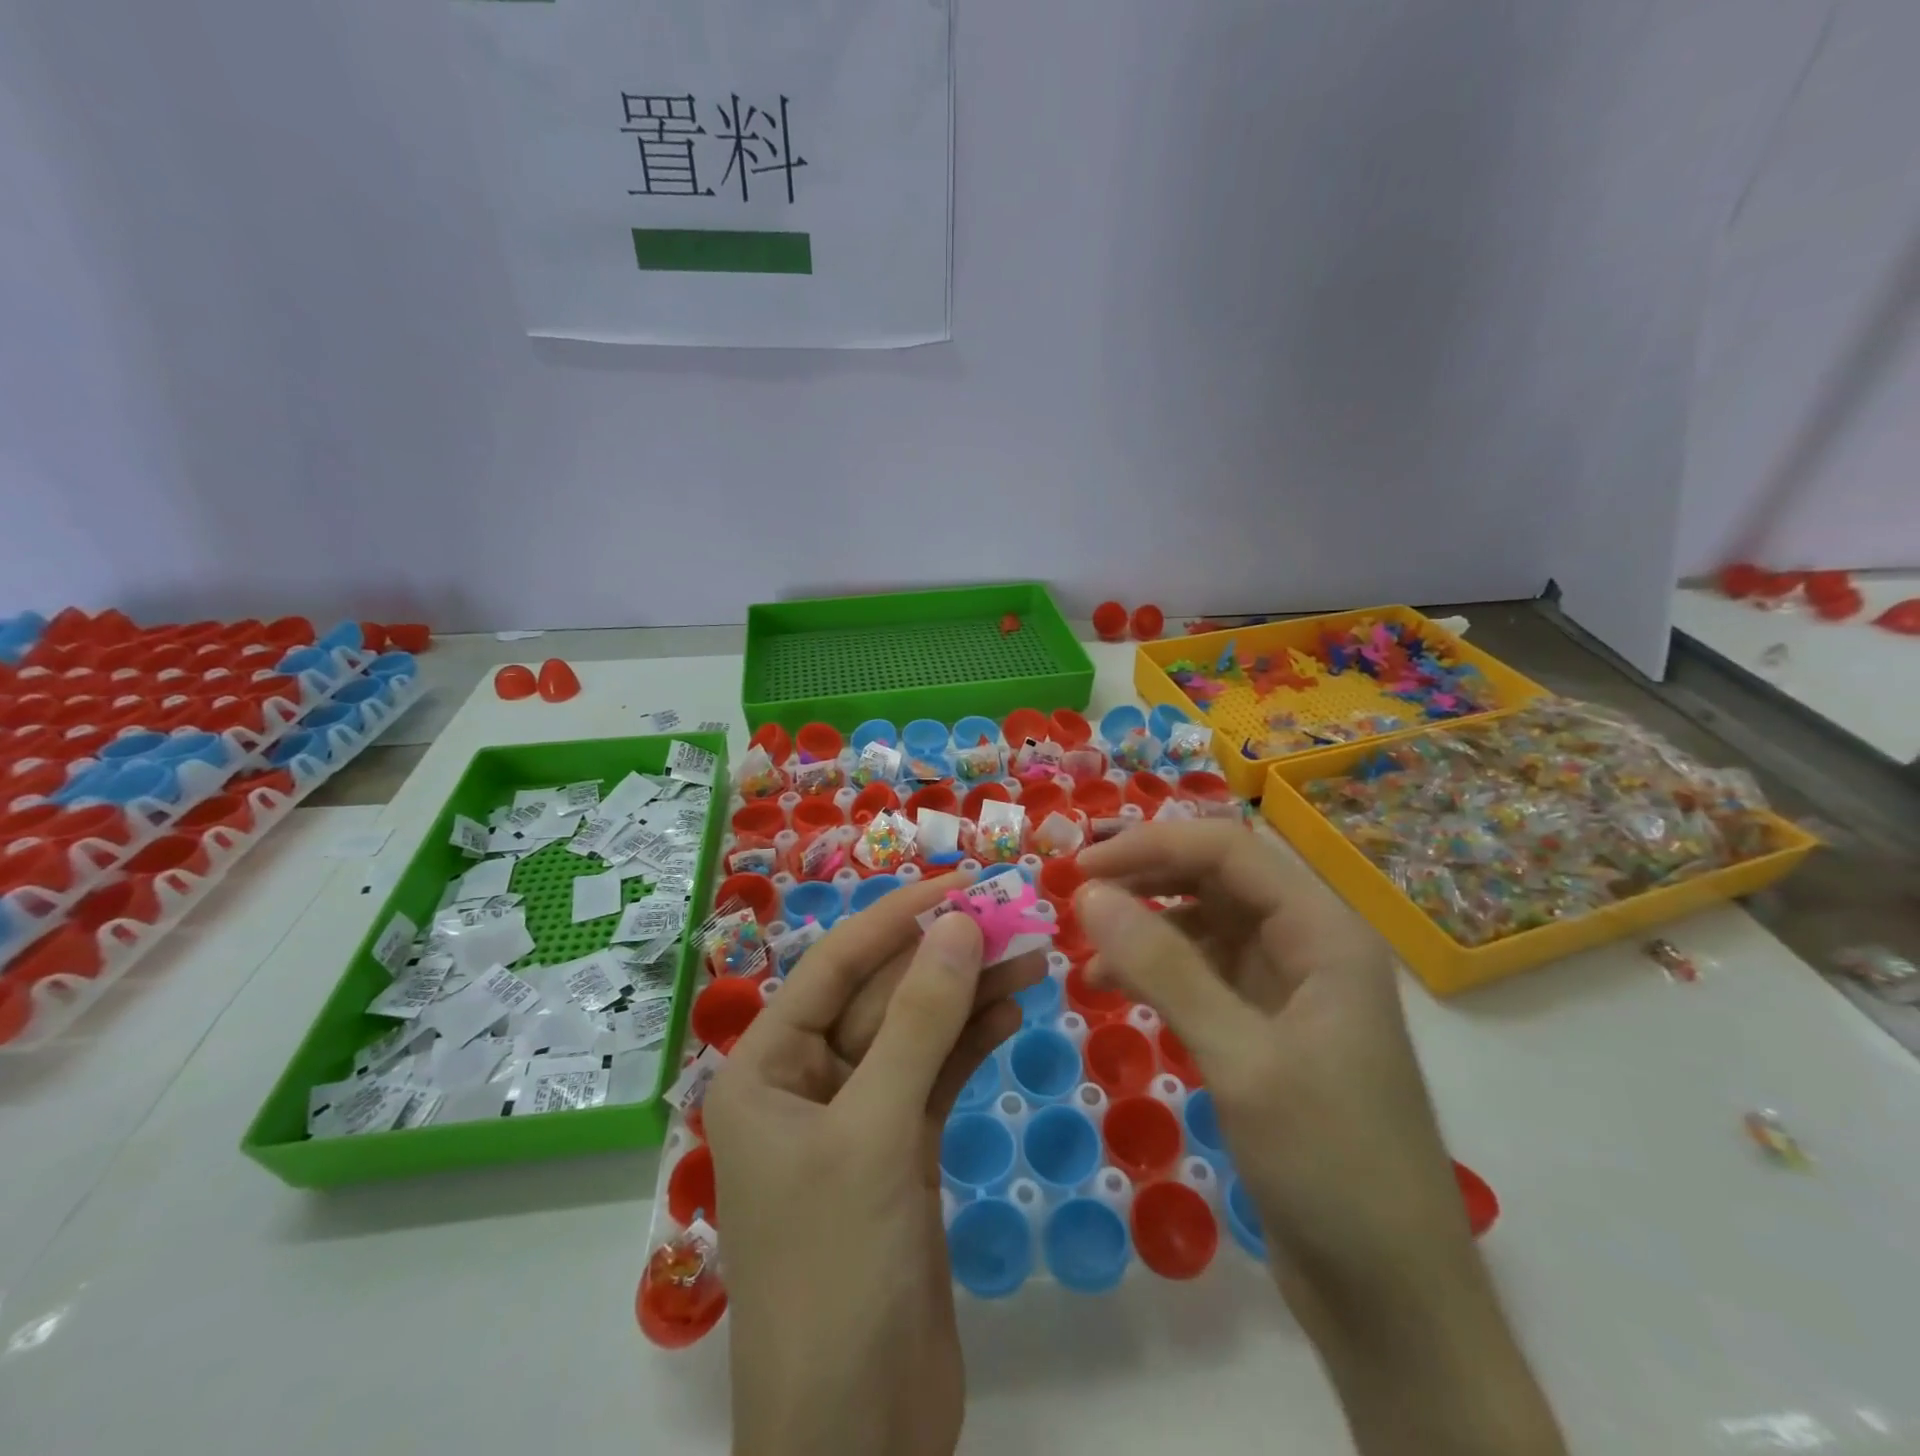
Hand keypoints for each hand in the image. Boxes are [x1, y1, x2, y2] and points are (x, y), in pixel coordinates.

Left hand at [705, 873, 1043, 1455]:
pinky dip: (972, 1041)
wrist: (858, 1438)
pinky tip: (1012, 1008)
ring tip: (1030, 952)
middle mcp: (805, 1081)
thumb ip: (919, 1024)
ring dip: (969, 993)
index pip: (835, 967)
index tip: (961, 882)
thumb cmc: (836, 1272)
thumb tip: (957, 924)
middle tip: (1013, 913)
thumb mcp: (874, 1132)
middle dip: (945, 956)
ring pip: (917, 1033)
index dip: (897, 918)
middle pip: (883, 997)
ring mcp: (857, 1116)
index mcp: (765, 1068)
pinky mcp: (899, 1150)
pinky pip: (936, 1075)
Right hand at [1074, 822, 1563, 1455]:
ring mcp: (1289, 988)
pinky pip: (1204, 974)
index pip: (1229, 851)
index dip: (1152, 846)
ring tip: (1089, 946)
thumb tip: (1089, 893)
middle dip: (1146, 878)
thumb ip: (1164, 968)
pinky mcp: (1268, 1029)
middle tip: (1076, 895)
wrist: (1392, 1298)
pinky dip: (1158, 971)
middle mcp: (1309, 945)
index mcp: (1325, 933)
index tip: (1082, 869)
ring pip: (1207, 925)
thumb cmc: (1330, 1165)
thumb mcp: (1241, 1058)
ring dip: (1147, 925)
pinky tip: (1115, 987)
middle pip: (1218, 879)